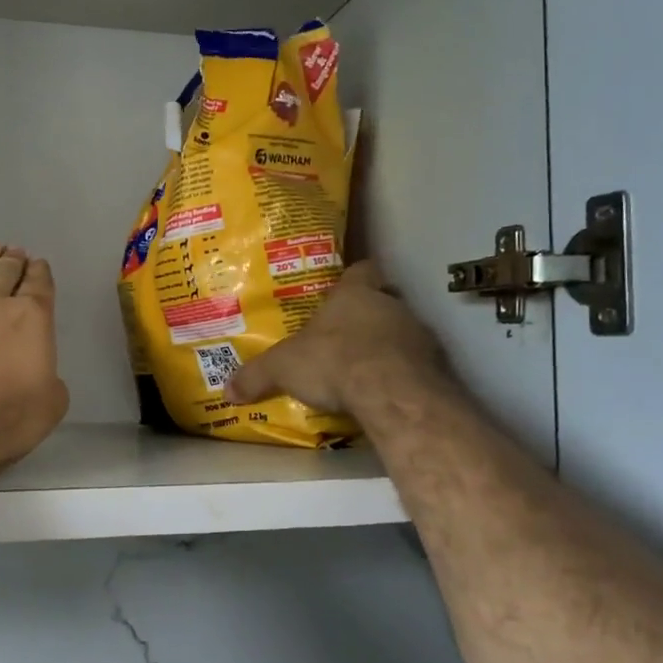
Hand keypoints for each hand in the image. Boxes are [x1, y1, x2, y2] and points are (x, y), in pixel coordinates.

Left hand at [0, 243, 69, 476]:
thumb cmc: (0, 419)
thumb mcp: (48, 407)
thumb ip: (48, 382)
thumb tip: (39, 375)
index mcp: (29, 319)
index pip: (38, 286)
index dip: (40, 274)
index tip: (39, 264)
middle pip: (2, 272)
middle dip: (11, 261)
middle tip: (13, 250)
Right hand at [225, 261, 447, 416]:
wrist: (391, 390)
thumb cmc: (334, 360)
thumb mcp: (283, 368)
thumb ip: (257, 375)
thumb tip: (226, 390)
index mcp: (354, 294)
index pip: (361, 270)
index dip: (354, 277)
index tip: (344, 290)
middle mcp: (390, 305)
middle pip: (383, 301)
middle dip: (366, 318)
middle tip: (345, 338)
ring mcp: (418, 333)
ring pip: (403, 332)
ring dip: (387, 347)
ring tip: (364, 370)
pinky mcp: (435, 364)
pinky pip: (417, 363)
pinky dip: (403, 374)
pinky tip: (385, 392)